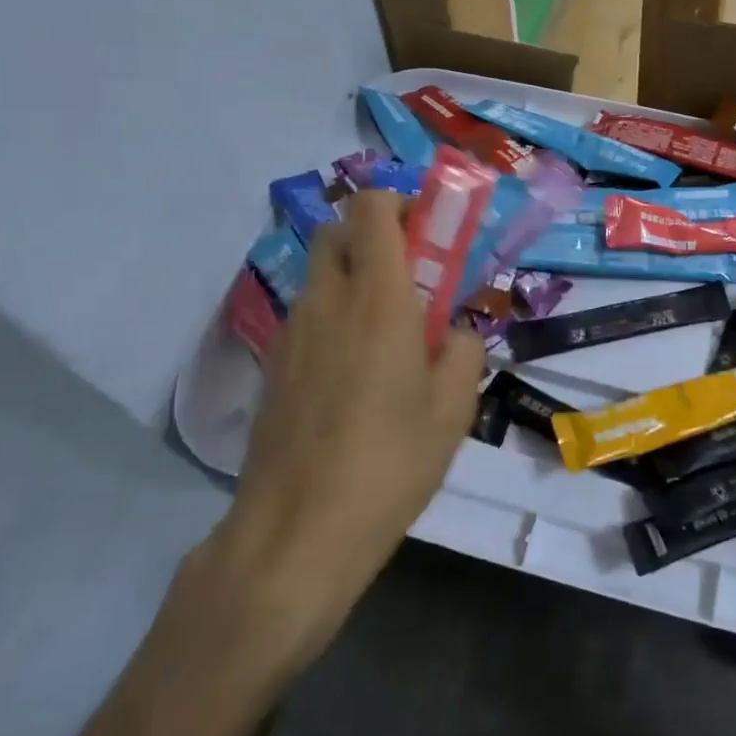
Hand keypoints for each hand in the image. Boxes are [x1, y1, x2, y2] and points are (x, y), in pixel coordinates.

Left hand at [181, 191, 484, 689]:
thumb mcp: (453, 409)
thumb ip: (462, 351)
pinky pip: (307, 316)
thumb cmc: (389, 463)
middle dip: (374, 234)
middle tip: (412, 276)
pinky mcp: (273, 367)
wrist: (295, 533)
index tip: (429, 231)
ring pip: (320, 274)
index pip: (371, 209)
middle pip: (337, 231)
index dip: (399, 202)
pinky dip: (333, 316)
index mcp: (377, 299)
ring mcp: (291, 333)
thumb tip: (452, 330)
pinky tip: (354, 374)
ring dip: (354, 278)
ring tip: (387, 334)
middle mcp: (327, 301)